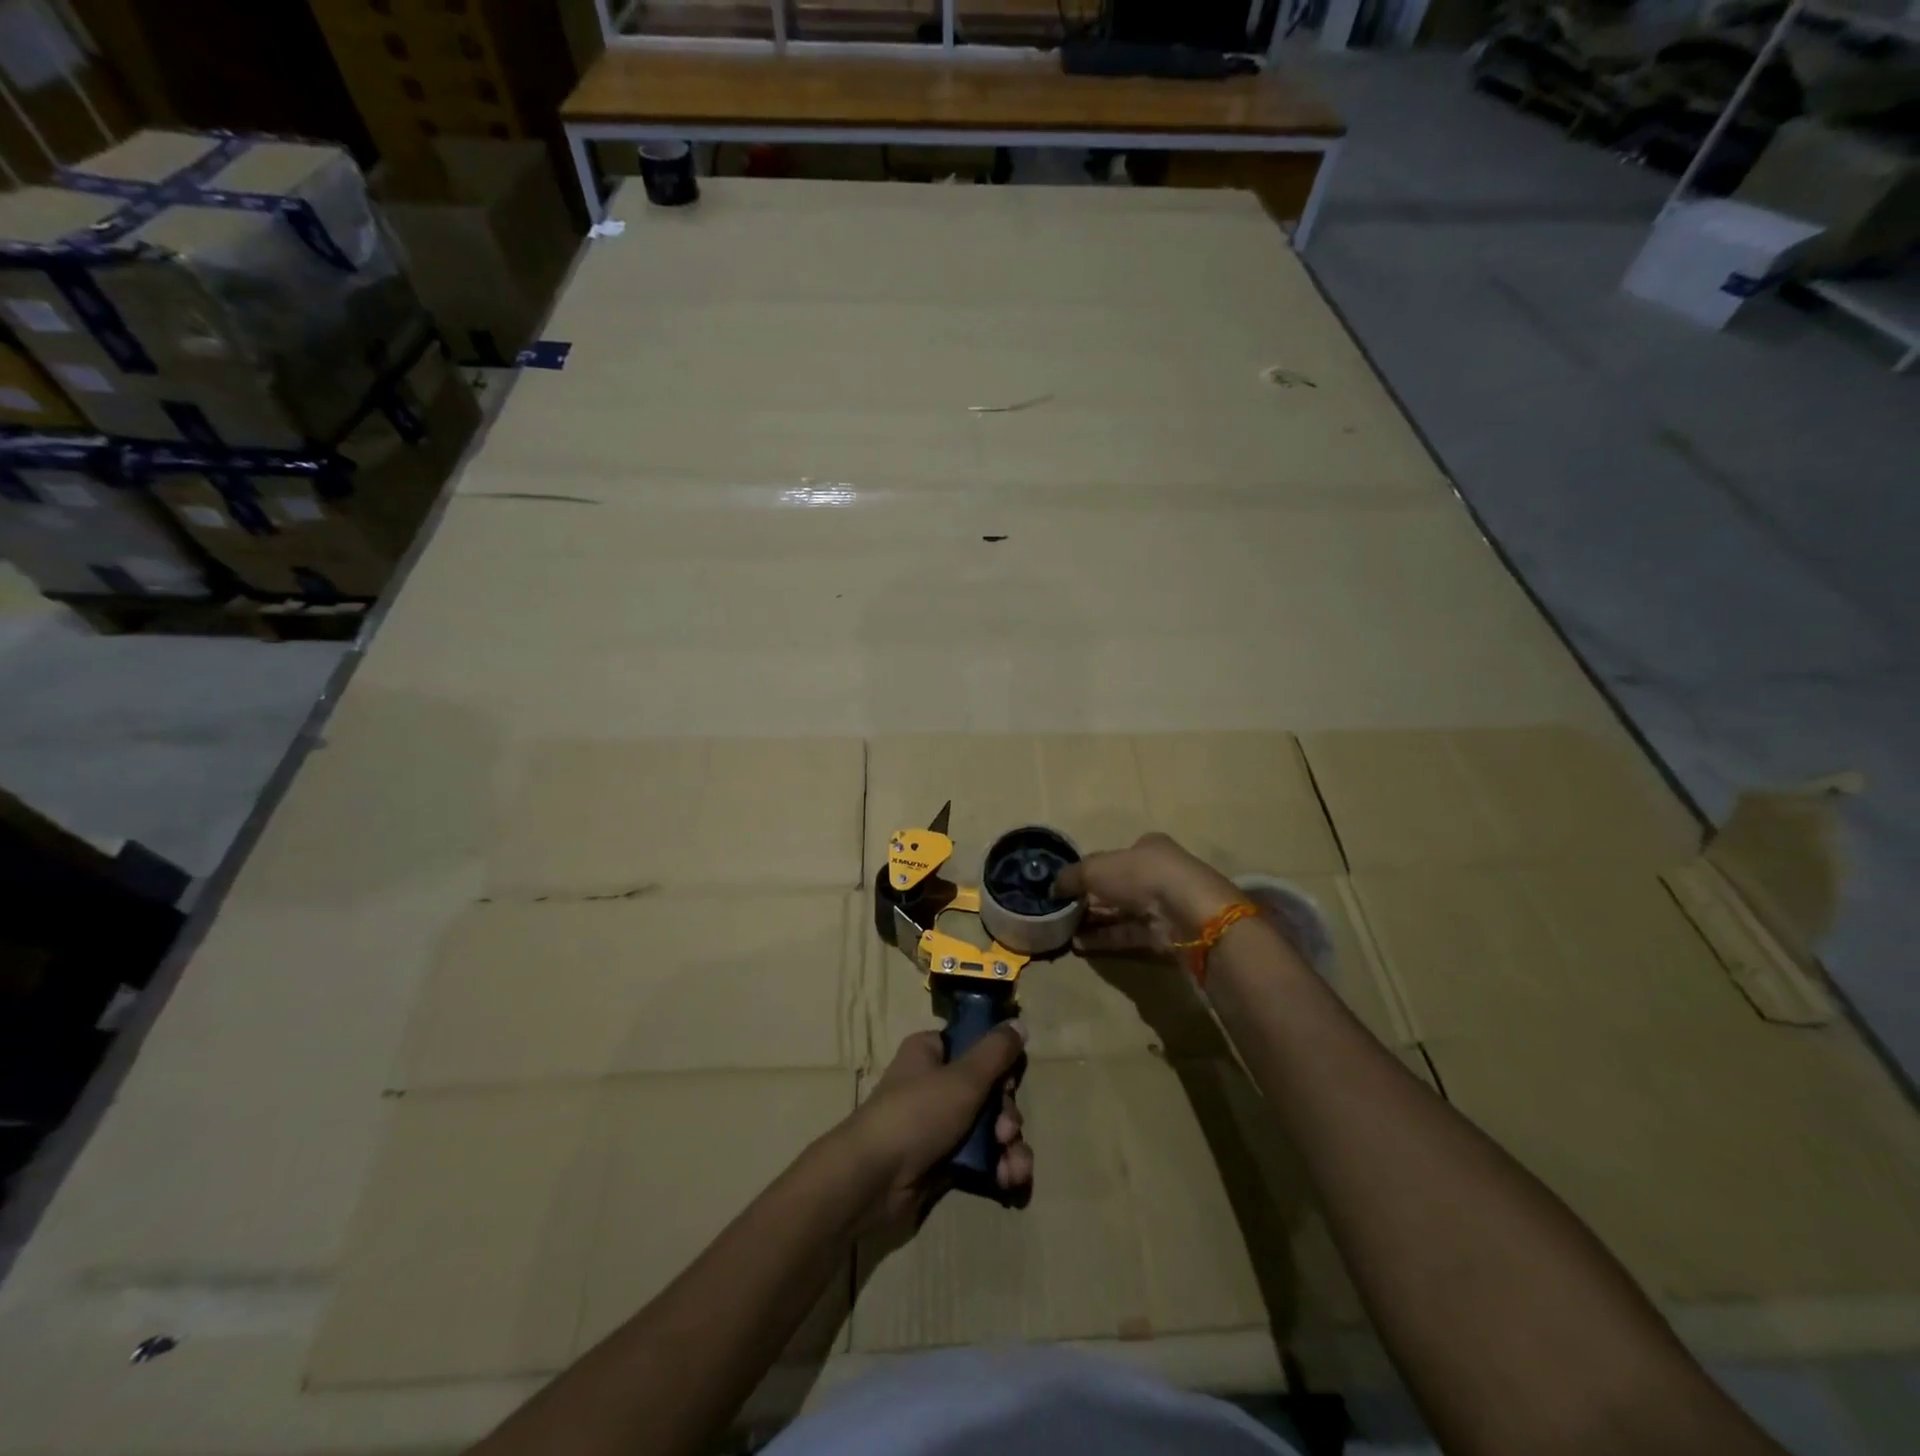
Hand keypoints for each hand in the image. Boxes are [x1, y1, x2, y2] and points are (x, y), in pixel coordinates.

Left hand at [837, 1025, 1032, 1235]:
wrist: (873, 1179)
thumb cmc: (917, 1113)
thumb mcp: (963, 1077)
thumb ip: (996, 1052)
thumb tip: (1019, 1023)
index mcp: (930, 1052)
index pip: (973, 1046)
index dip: (998, 1063)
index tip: (1010, 1079)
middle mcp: (933, 1083)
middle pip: (987, 1090)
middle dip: (1007, 1114)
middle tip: (1006, 1130)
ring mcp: (938, 1124)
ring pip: (989, 1127)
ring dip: (1009, 1145)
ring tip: (1015, 1165)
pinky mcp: (942, 1161)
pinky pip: (981, 1157)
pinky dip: (999, 1166)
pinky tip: (1010, 1179)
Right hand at [1053, 832, 1246, 958]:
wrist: (1188, 913)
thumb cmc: (1141, 875)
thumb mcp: (1096, 868)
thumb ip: (1071, 876)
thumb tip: (1052, 887)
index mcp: (1148, 847)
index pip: (1114, 857)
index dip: (1090, 869)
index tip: (1067, 885)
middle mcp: (1157, 873)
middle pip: (1117, 886)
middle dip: (1089, 898)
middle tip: (1061, 910)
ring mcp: (1163, 905)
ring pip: (1122, 912)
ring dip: (1094, 920)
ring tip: (1064, 931)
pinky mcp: (1165, 934)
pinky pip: (1128, 934)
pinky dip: (1104, 938)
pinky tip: (1079, 945)